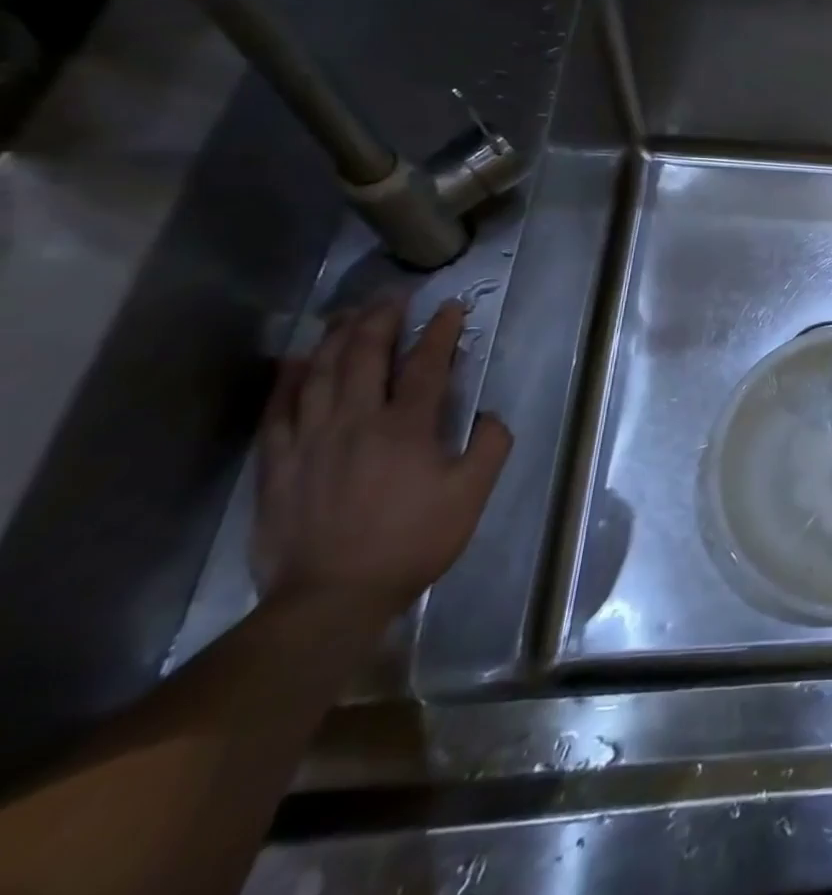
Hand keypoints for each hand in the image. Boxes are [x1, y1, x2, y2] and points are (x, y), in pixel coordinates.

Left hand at [253, 297, 512, 618]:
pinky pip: (280, 409)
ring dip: (338, 337)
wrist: (330, 599)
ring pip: (322, 373)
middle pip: (366, 356)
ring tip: (350, 313)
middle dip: (383, 319)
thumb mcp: (471, 496)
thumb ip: (490, 446)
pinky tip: (298, 359)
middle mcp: (357, 422)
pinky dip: (290, 378)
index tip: (452, 307)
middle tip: (395, 295)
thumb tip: (490, 414)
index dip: (441, 331)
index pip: (426, 364)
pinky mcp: (278, 463)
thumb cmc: (412, 542)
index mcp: (407, 428)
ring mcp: (311, 440)